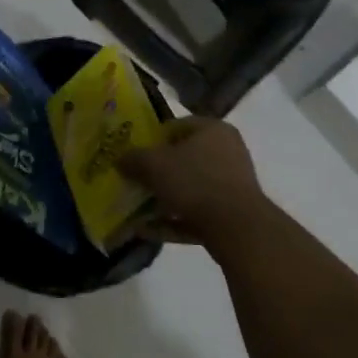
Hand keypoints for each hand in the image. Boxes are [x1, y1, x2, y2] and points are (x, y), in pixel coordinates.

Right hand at [119, 118, 271, 249]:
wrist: (236, 227)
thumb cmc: (195, 181)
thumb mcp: (154, 165)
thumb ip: (134, 159)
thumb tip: (120, 159)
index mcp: (213, 129)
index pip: (177, 126)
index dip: (152, 138)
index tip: (134, 153)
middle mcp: (227, 151)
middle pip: (184, 158)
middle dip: (158, 171)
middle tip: (135, 180)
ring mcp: (232, 184)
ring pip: (190, 188)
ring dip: (164, 199)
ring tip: (136, 210)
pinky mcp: (232, 213)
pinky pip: (197, 212)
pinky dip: (174, 220)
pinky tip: (147, 231)